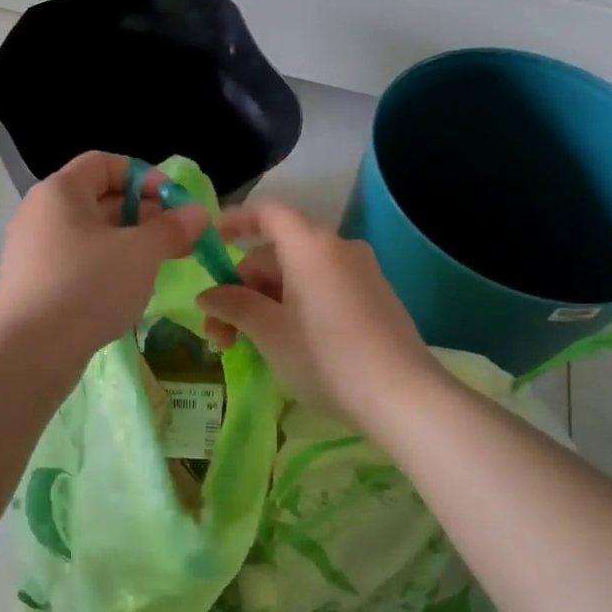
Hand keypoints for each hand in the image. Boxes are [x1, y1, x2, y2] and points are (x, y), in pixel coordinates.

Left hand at [0, 152, 207, 362]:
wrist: (31, 350)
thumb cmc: (89, 286)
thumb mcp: (141, 253)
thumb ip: (172, 228)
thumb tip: (198, 213)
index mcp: (60, 191)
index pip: (104, 163)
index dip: (144, 176)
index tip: (174, 203)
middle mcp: (41, 213)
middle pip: (98, 199)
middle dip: (143, 214)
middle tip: (177, 239)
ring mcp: (33, 250)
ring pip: (90, 234)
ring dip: (128, 244)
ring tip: (159, 265)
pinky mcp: (34, 283)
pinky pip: (77, 262)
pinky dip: (106, 267)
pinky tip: (128, 291)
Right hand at [196, 201, 440, 420]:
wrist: (403, 398)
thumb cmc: (325, 357)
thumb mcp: (269, 332)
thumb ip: (233, 306)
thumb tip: (207, 296)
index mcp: (310, 246)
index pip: (268, 213)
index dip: (235, 221)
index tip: (209, 242)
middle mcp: (338, 249)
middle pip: (277, 254)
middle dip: (241, 289)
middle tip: (220, 334)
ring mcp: (361, 274)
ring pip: (298, 277)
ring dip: (264, 304)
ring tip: (246, 346)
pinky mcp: (375, 300)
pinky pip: (322, 290)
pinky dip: (294, 308)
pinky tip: (284, 346)